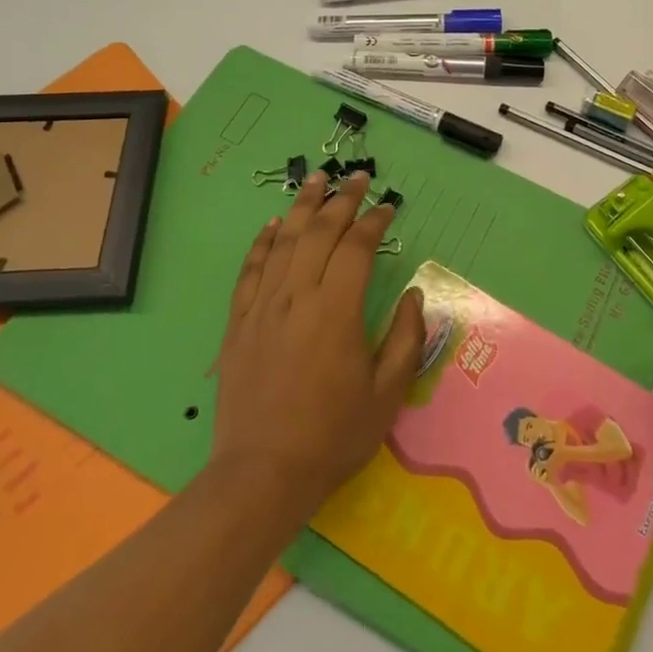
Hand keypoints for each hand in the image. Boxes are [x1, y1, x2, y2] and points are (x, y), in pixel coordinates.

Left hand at [209, 170, 425, 518]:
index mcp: (336, 310)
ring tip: (315, 180)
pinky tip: (272, 225)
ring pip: (283, 242)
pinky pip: (250, 271)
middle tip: (357, 178)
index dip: (373, 222)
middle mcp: (297, 296)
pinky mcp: (238, 323)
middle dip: (341, 200)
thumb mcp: (387, 393)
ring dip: (301, 207)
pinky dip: (263, 243)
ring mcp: (263, 307)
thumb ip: (404, 338)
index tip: (388, 207)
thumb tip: (413, 295)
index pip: (356, 248)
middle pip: (319, 233)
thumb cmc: (333, 435)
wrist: (262, 474)